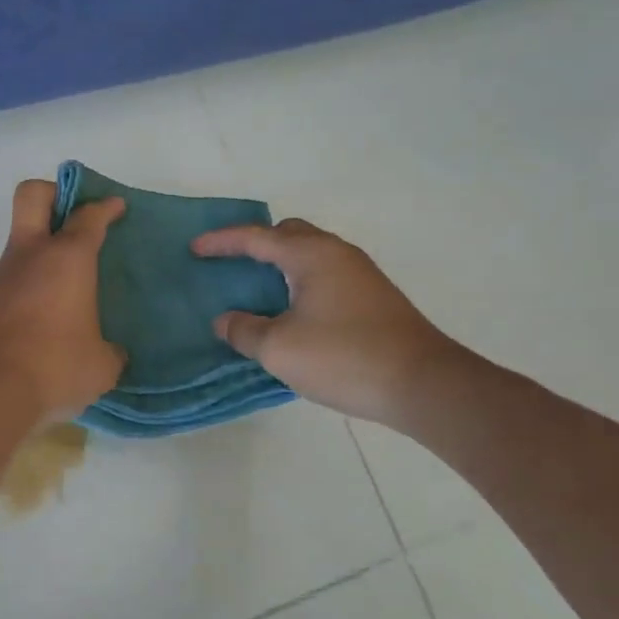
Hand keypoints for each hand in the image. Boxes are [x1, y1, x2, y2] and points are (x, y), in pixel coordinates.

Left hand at [0, 180, 126, 422]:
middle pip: (33, 196)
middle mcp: (29, 256)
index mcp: (67, 259)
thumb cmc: (53, 366)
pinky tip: (42, 320)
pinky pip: (9, 282)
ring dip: (40, 252)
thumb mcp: (100, 366)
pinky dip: (27, 288)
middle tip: (73, 215)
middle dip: (54, 193)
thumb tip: (109, 353)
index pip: (88, 217)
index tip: (115, 206)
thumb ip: (109, 352)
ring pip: (19, 244)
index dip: (104, 207)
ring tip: (65, 287)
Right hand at [192, 219, 459, 428]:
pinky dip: (299, 279)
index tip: (194, 248)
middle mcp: (336, 253)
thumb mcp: (279, 348)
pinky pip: (324, 273)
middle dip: (255, 243)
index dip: (222, 241)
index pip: (256, 237)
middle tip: (231, 263)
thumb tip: (226, 320)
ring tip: (256, 287)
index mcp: (310, 255)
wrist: (423, 384)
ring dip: (280, 263)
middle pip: (289, 234)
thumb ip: (244, 330)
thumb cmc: (344, 357)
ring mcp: (360, 274)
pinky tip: (292, 309)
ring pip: (310, 253)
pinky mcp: (373, 297)